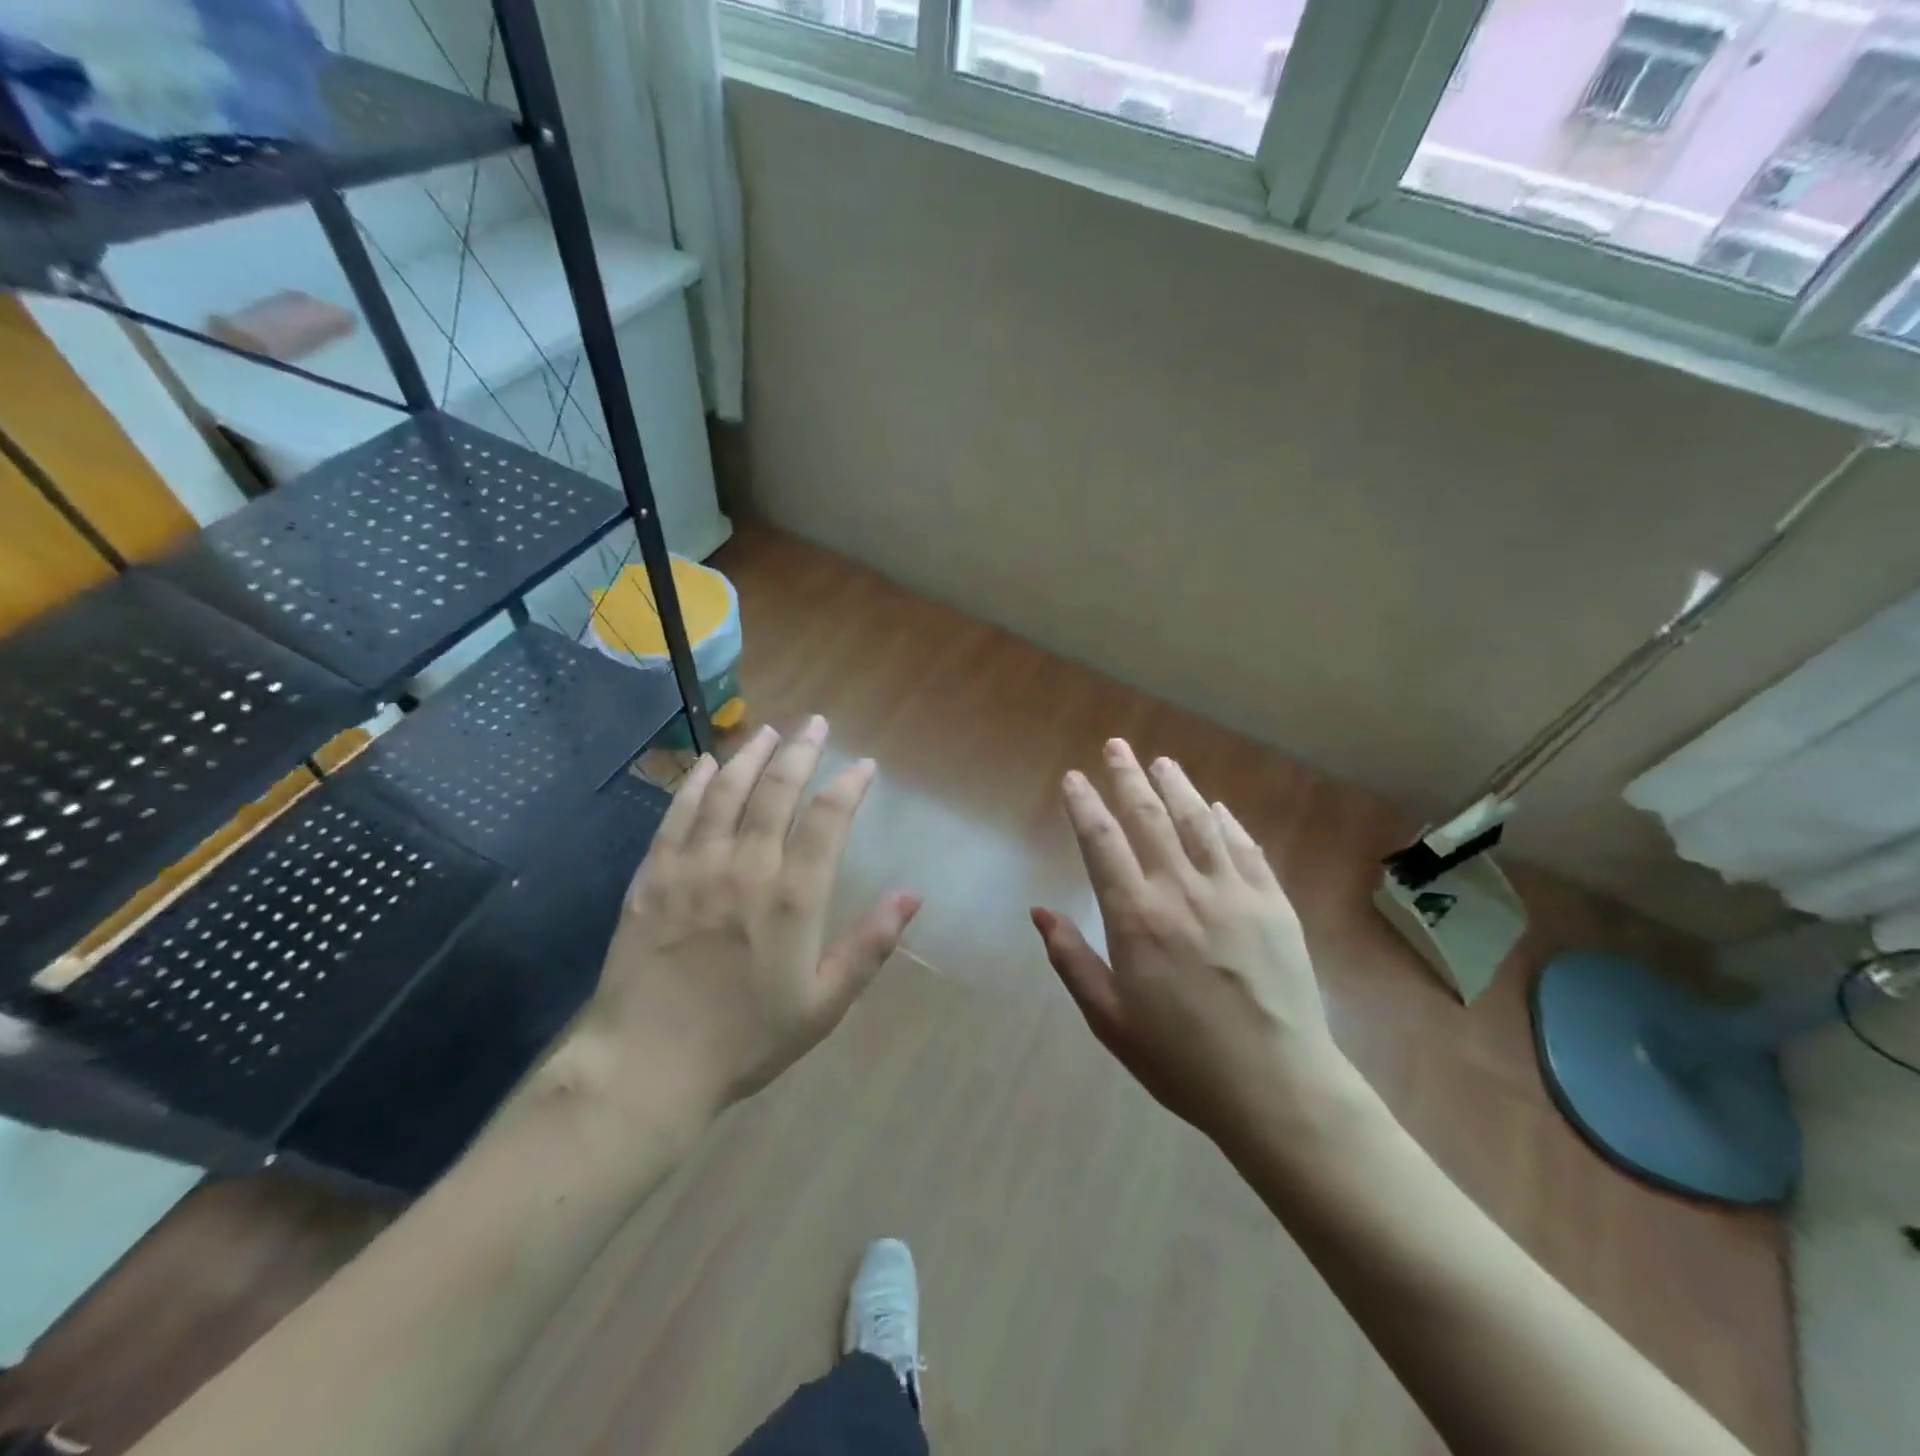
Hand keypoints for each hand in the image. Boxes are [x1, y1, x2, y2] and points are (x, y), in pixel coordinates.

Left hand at [584, 717, 920, 1126]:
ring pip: (726, 792)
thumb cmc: (746, 1039)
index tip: (866, 766)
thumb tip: (913, 895)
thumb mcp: (824, 1003)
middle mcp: (745, 866)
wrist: (646, 1066)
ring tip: (769, 731)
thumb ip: (871, 945)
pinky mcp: (652, 876)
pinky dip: (695, 784)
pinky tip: (707, 765)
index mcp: (792, 896)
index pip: (829, 819)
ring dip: (750, 755)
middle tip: (816, 724)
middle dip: (801, 751)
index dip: (850, 785)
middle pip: (776, 790)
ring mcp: (693, 867)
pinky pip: (677, 815)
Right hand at [1031, 738, 1347, 1144]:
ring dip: (1177, 786)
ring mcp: (1233, 892)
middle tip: (1116, 746)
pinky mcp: (1274, 903)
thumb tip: (1040, 911)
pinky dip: (1228, 823)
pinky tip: (1218, 809)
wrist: (1278, 1088)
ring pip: (1199, 821)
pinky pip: (1246, 848)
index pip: (1102, 842)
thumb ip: (1071, 960)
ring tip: (1162, 762)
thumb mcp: (1110, 1019)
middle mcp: (1182, 890)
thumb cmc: (1182, 1060)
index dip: (1084, 804)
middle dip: (1128, 776)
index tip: (1074, 777)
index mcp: (1136, 917)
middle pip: (1149, 816)